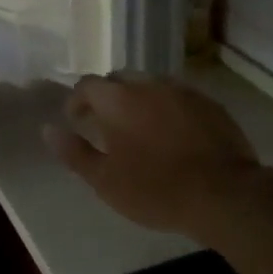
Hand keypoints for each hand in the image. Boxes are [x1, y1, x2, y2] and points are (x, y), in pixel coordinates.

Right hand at [43, 72, 265, 240]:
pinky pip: (178, 97)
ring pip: (151, 86)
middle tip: (106, 124)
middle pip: (120, 79)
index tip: (77, 121)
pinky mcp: (209, 103)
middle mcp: (148, 84)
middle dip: (108, 97)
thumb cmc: (155, 189)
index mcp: (118, 99)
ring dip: (139, 100)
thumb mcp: (104, 180)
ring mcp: (182, 91)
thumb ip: (74, 152)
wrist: (224, 194)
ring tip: (140, 129)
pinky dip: (167, 108)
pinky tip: (172, 133)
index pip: (88, 84)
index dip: (77, 101)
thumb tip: (48, 129)